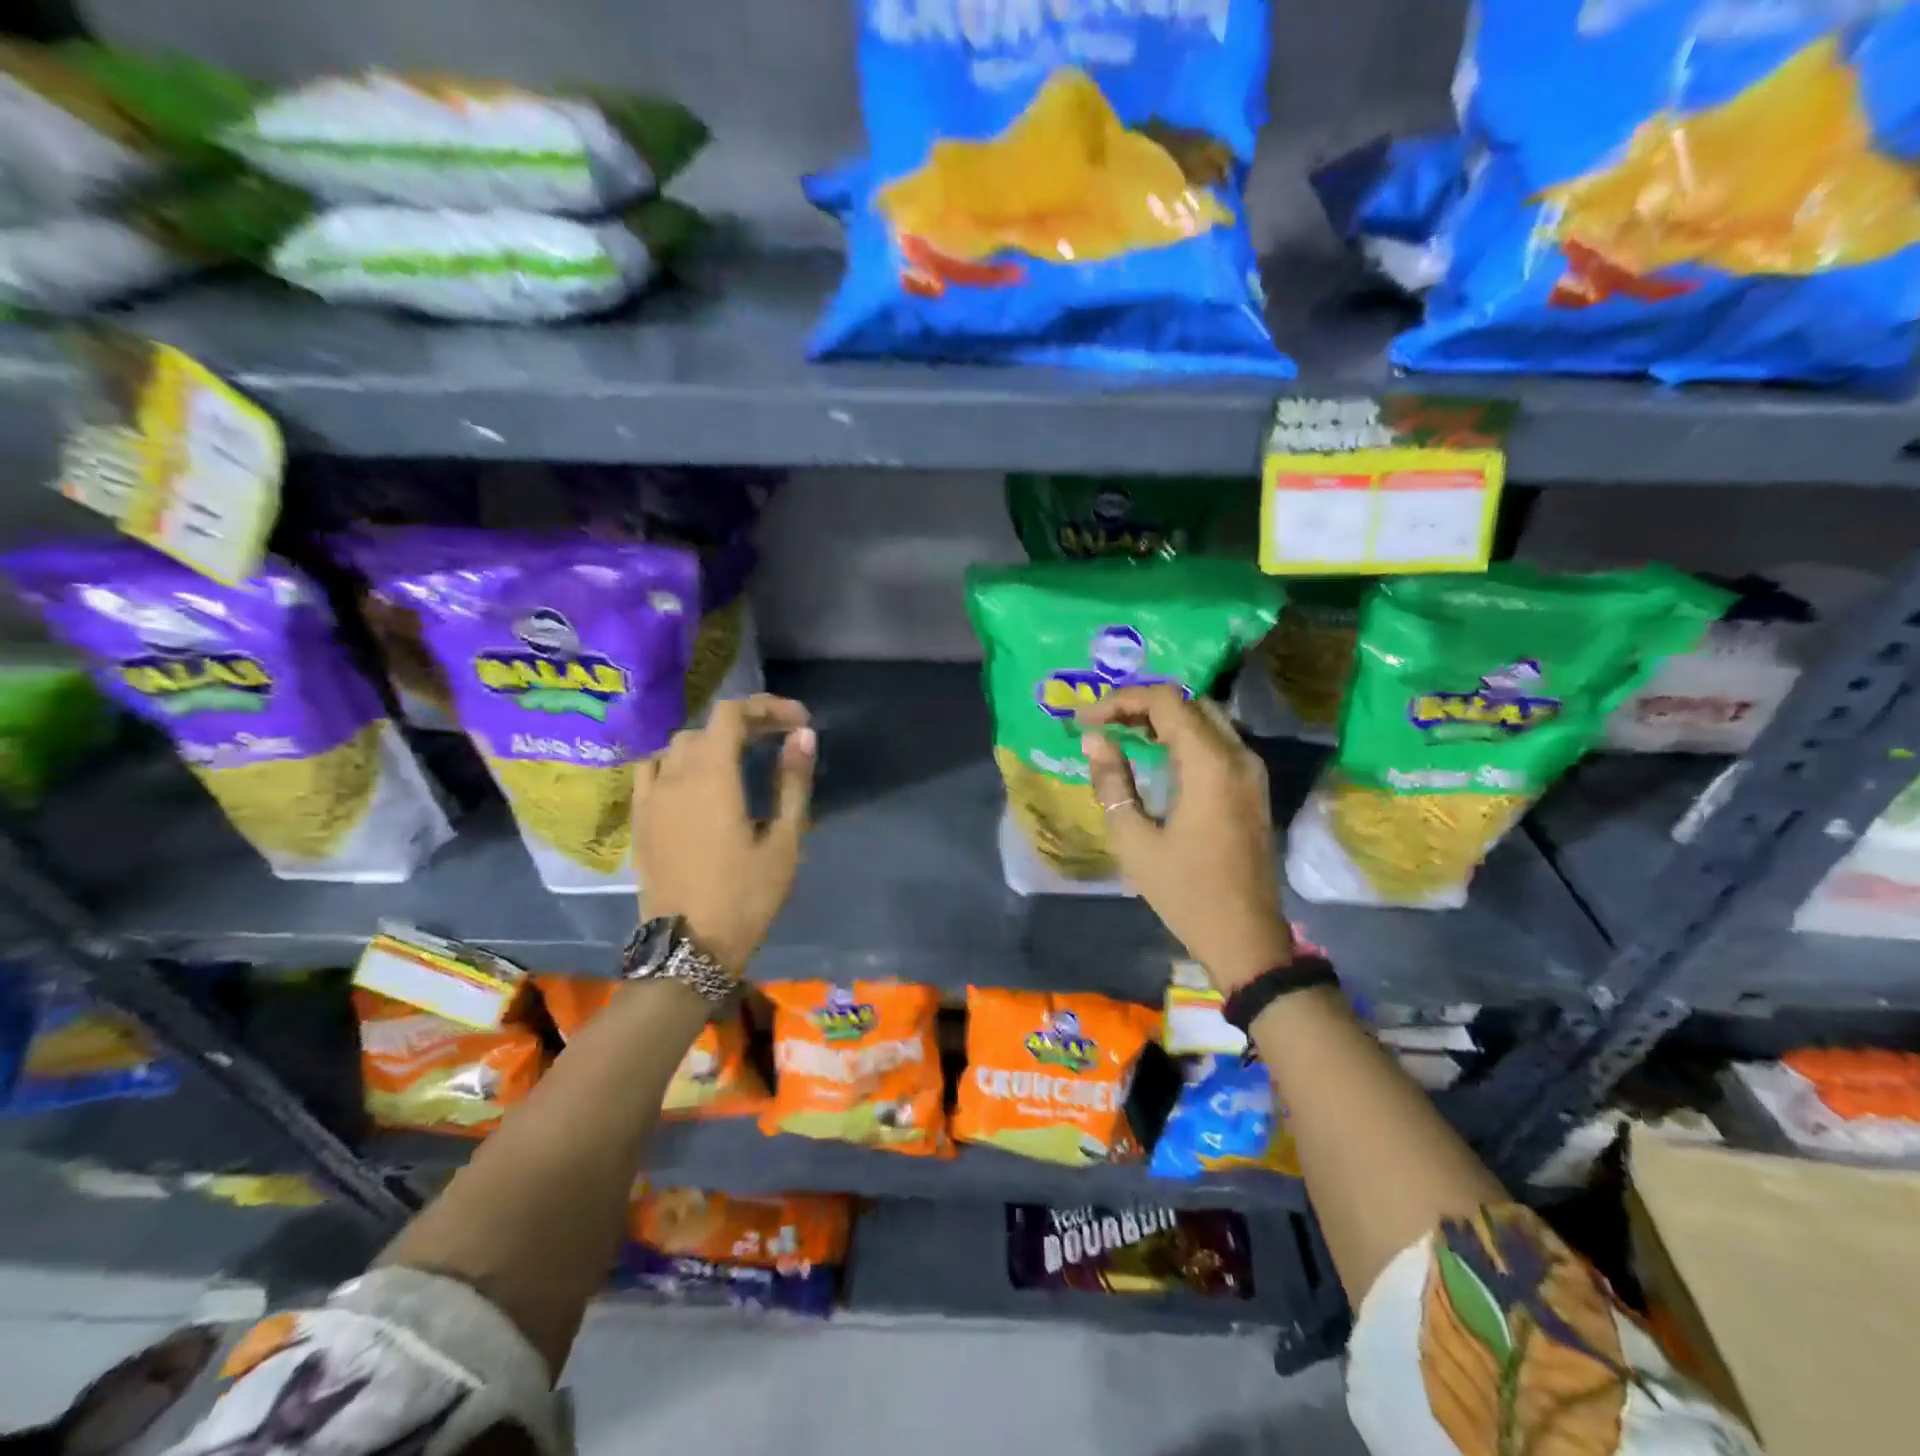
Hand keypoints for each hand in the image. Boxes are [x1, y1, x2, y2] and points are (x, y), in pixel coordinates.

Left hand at [633, 694, 815, 976]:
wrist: (689, 947)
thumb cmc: (746, 896)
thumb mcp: (783, 841)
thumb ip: (792, 782)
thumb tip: (803, 736)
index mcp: (712, 776)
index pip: (732, 714)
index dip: (767, 707)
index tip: (798, 722)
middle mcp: (675, 776)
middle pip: (707, 727)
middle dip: (746, 723)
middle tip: (779, 740)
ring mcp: (651, 797)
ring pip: (679, 747)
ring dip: (712, 742)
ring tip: (740, 758)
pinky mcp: (640, 819)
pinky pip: (653, 770)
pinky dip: (678, 762)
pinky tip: (694, 780)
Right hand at [1078, 686, 1292, 993]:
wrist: (1245, 936)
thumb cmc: (1185, 892)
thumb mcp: (1135, 840)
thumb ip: (1112, 783)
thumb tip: (1094, 740)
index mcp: (1210, 765)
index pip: (1165, 703)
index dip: (1120, 701)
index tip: (1086, 720)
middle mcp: (1238, 756)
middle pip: (1188, 702)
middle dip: (1141, 704)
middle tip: (1102, 722)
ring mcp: (1251, 770)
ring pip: (1205, 718)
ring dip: (1162, 717)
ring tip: (1121, 731)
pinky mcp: (1252, 786)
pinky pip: (1216, 740)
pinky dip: (1182, 735)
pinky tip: (1154, 752)